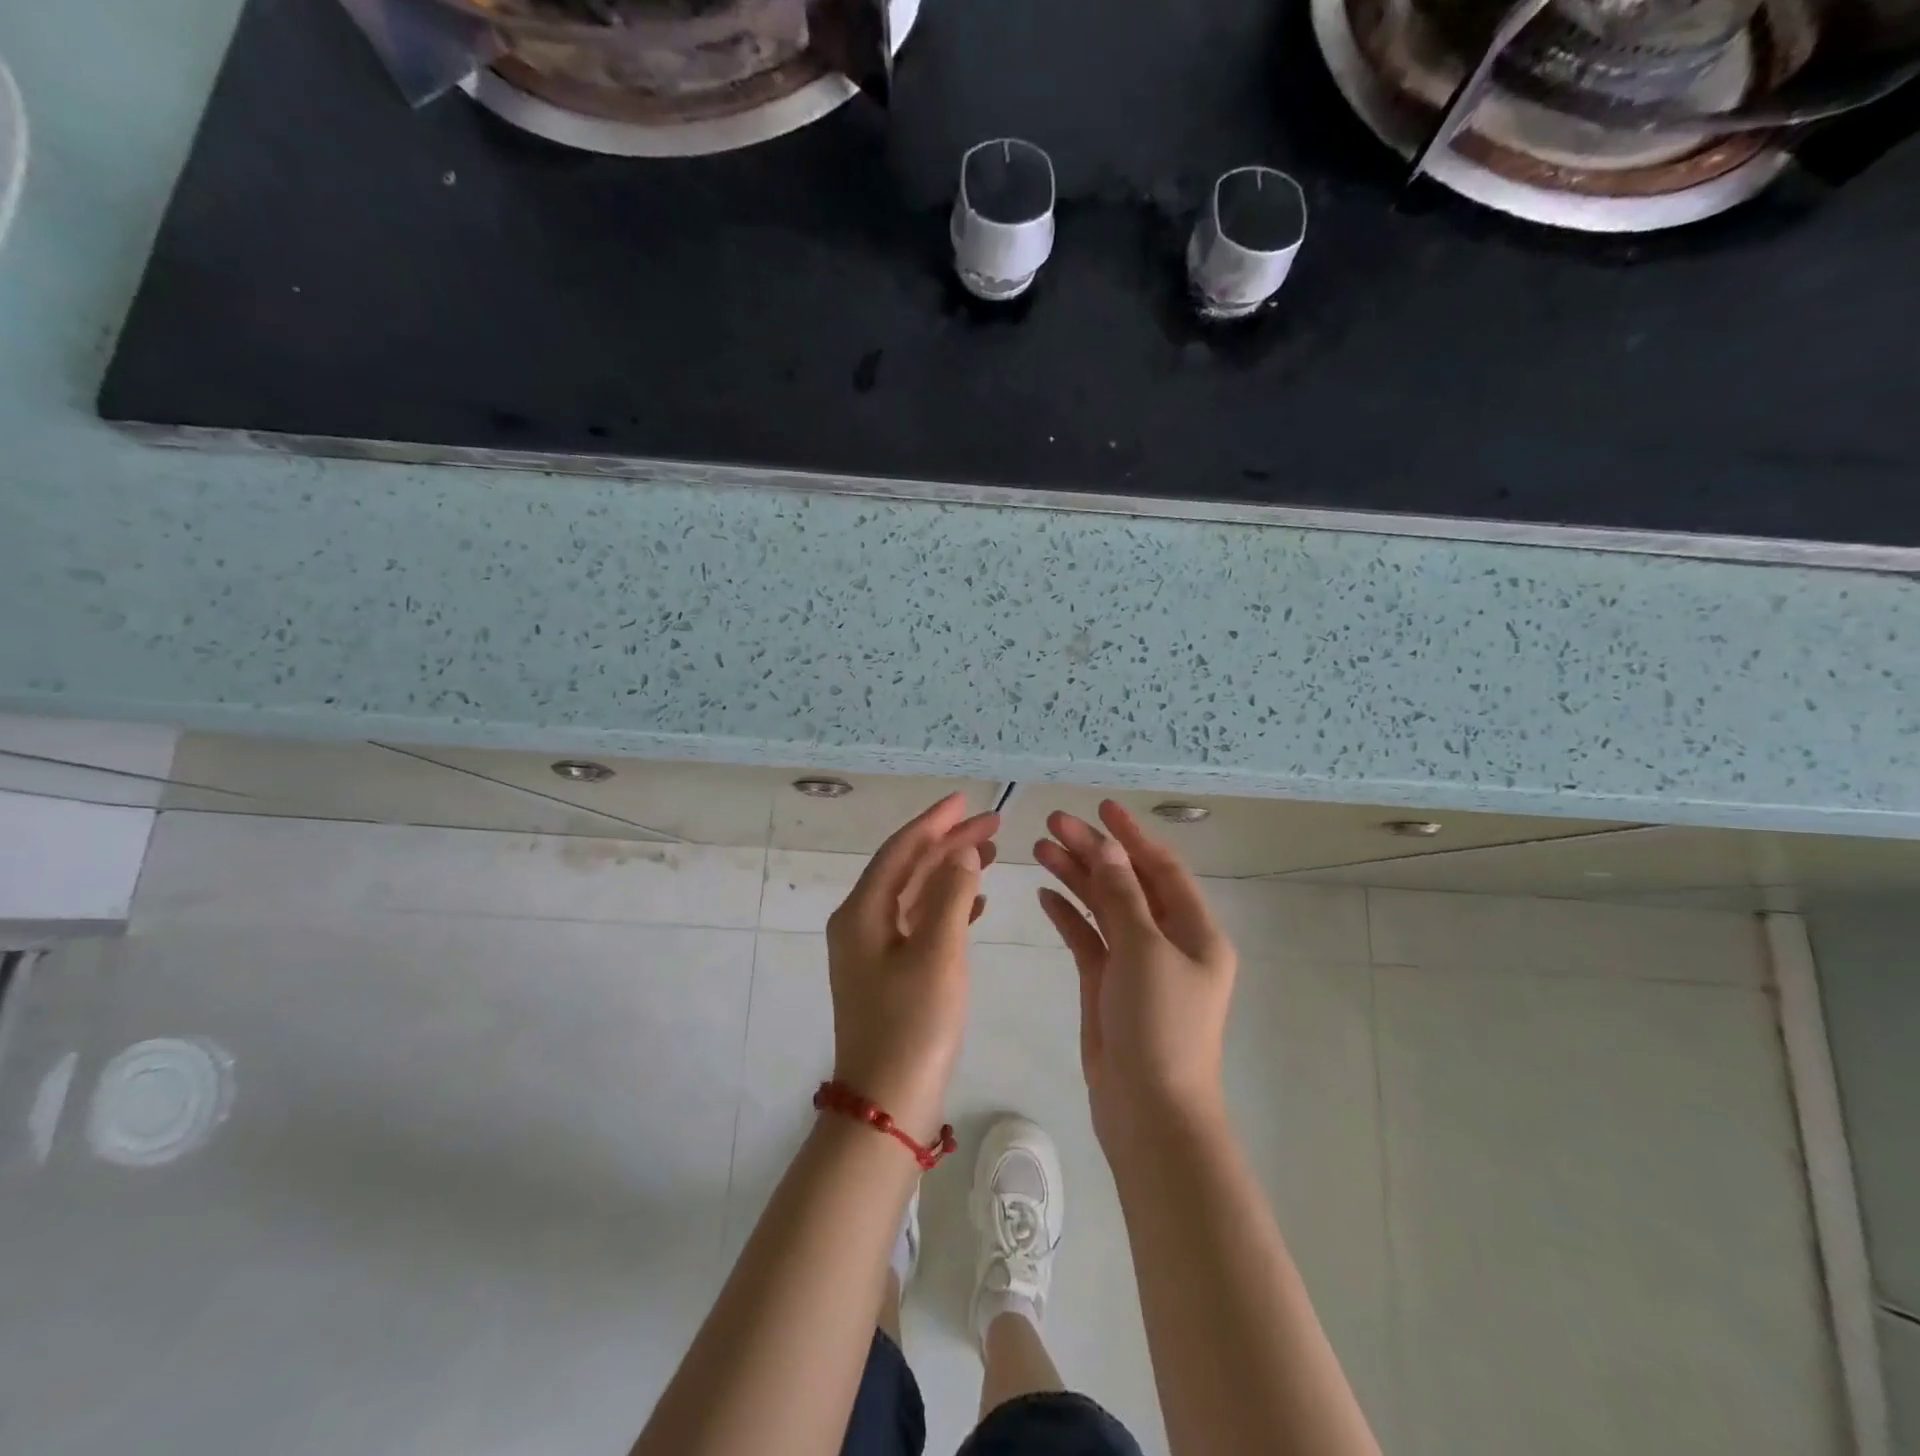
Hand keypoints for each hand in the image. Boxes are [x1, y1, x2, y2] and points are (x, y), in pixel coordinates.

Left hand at [825, 794, 998, 1141]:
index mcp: (862, 912)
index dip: (934, 822)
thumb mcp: (937, 952)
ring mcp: (873, 951)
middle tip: (993, 825)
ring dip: (952, 873)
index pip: (900, 850)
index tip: (966, 800)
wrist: (888, 1105)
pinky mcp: (890, 974)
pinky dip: (948, 908)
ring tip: (992, 854)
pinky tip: (978, 903)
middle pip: (908, 869)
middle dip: (949, 844)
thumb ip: (951, 895)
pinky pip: (920, 924)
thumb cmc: (913, 1024)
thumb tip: (960, 854)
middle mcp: (861, 924)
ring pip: (916, 895)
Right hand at [1034, 800, 1237, 1142]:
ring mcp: (1136, 964)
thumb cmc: (1160, 1026)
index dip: (1132, 835)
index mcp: (1195, 931)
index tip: (1101, 807)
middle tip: (1052, 822)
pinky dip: (1069, 915)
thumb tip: (1107, 848)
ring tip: (1040, 848)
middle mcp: (1168, 941)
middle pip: (1127, 883)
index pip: (1162, 868)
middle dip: (1093, 851)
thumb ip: (1122, 895)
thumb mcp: (1144, 950)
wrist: (1149, 1112)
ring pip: (1104, 907)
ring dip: (1075, 878)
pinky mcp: (1108, 985)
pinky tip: (1044, 893)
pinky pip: (1088, 938)